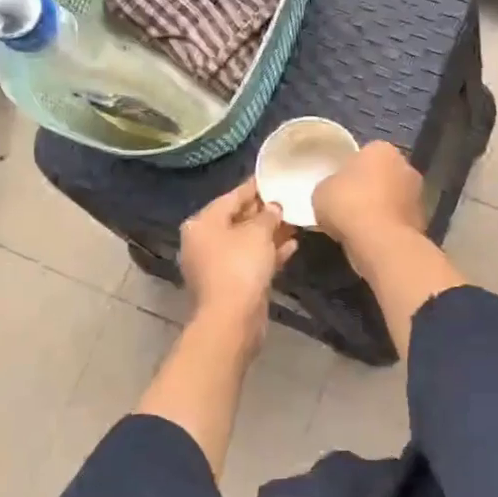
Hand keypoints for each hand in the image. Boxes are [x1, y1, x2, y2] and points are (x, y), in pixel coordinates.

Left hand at [180, 180, 296, 331]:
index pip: (231, 197)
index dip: (254, 187)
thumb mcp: (258, 233)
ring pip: (245, 241)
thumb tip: (273, 207)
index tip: (274, 177)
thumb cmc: (240, 266)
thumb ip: (268, 215)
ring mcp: (215, 264)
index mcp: (202, 223)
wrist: (231, 319)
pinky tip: (292, 246)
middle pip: (237, 219)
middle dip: (264, 211)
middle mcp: (203, 241)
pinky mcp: (229, 283)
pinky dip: (267, 253)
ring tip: (295, 221)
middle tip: (289, 200)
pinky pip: (249, 260)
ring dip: (269, 233)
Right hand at [312, 141, 425, 252]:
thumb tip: (336, 191)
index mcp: (382, 149)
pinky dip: (388, 227)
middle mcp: (406, 166)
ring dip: (381, 208)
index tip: (339, 187)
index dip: (350, 170)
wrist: (380, 241)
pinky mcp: (423, 221)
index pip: (365, 154)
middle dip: (370, 187)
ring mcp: (418, 194)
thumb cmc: (348, 204)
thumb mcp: (321, 191)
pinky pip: (398, 221)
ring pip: (393, 198)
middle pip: (383, 175)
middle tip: (348, 205)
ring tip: (358, 227)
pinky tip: (371, 239)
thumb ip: (331, 185)